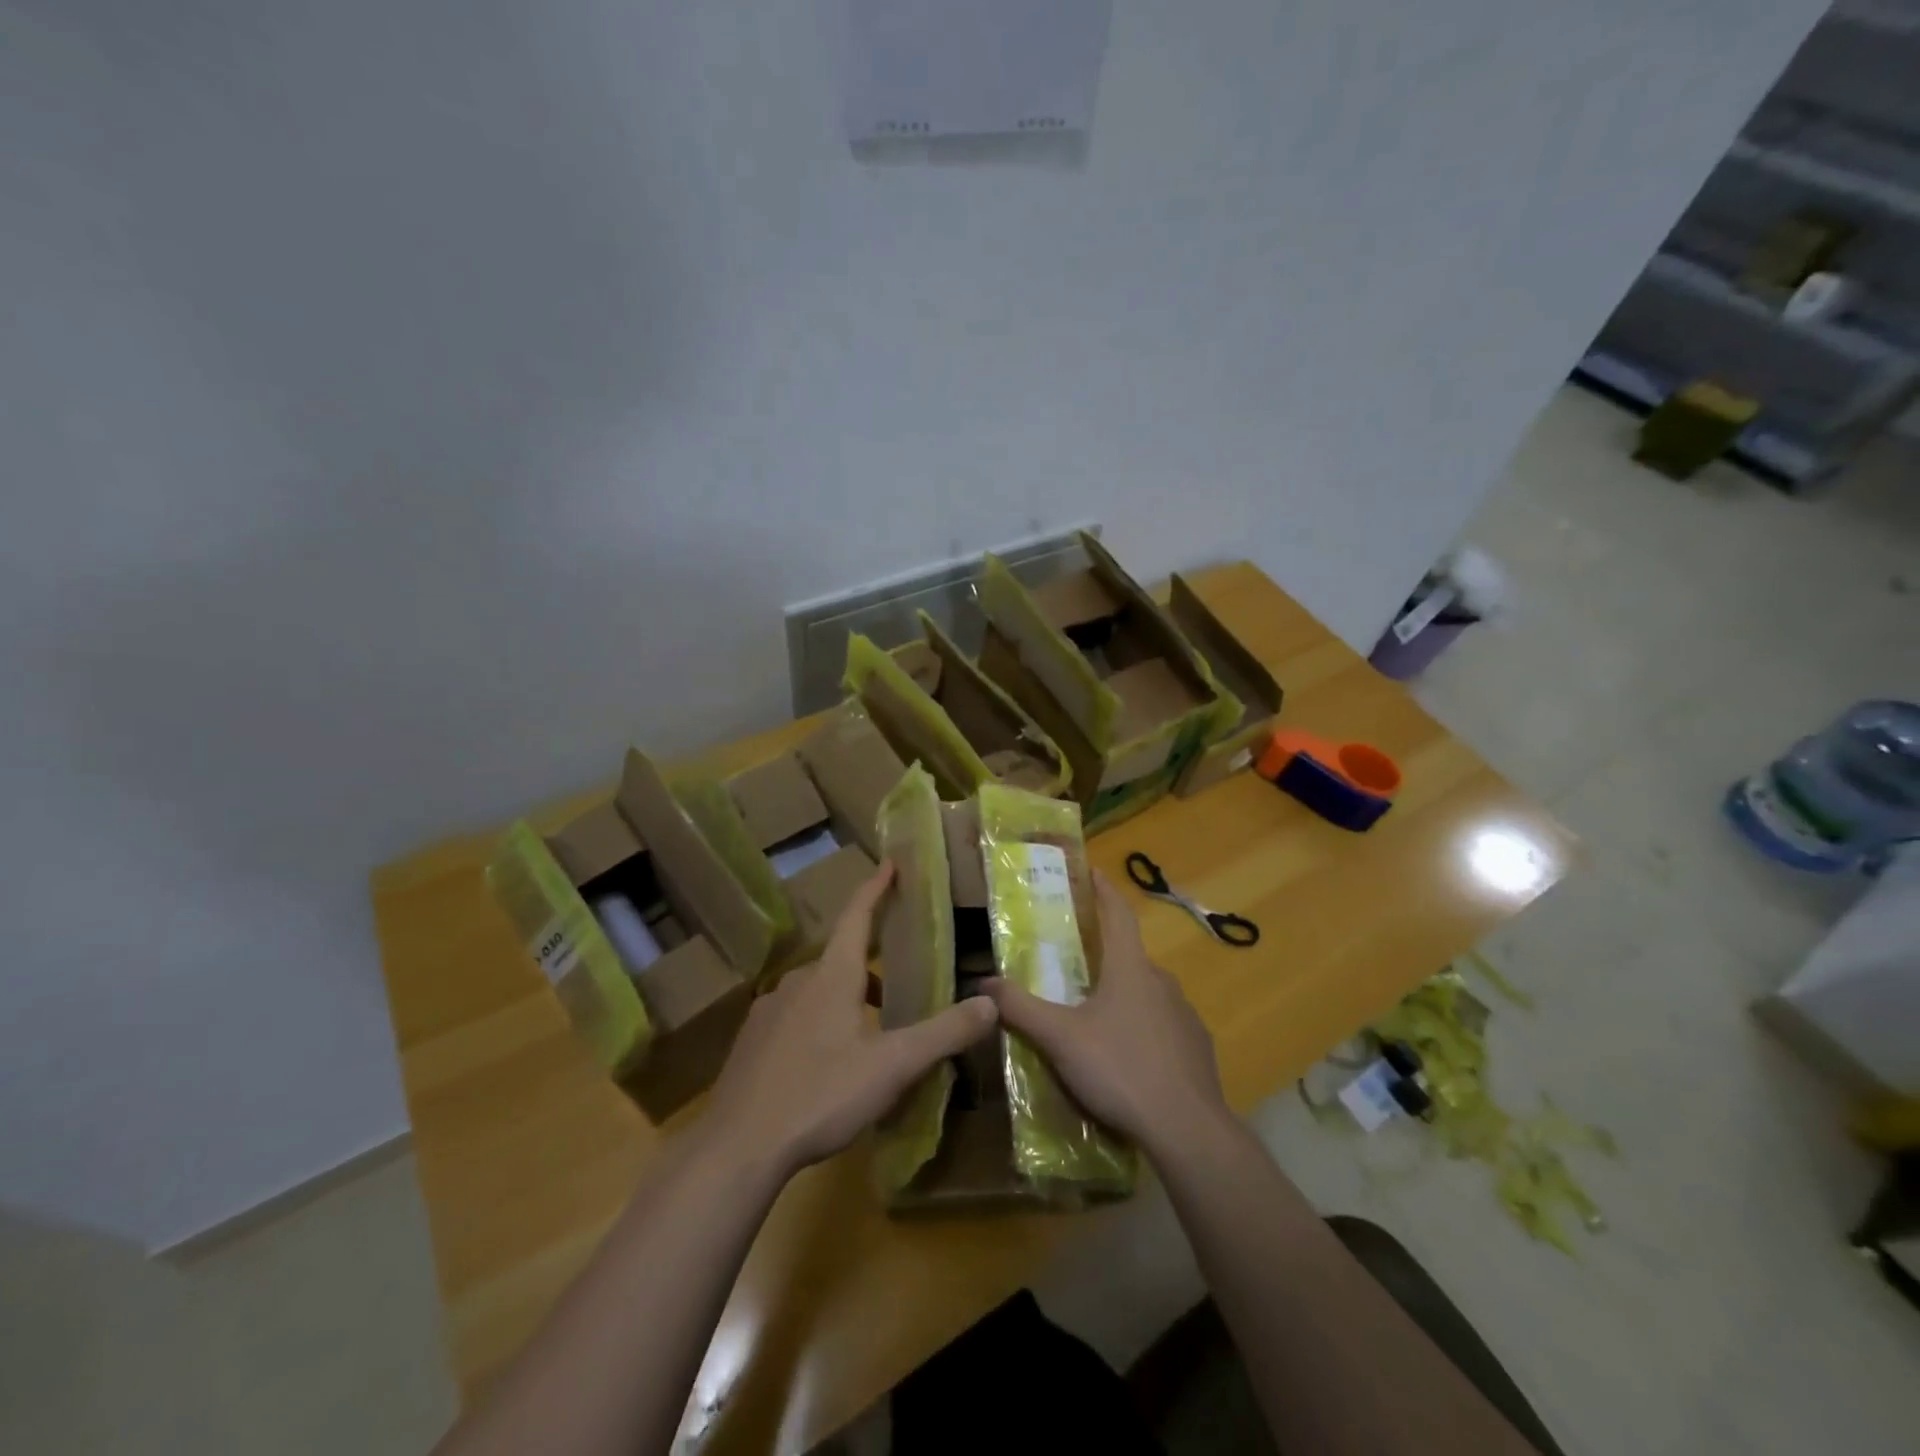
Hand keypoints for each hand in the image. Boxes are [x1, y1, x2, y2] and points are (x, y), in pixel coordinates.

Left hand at [704, 862, 997, 1177]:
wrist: (738, 1146)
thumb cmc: (821, 1094)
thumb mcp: (893, 1066)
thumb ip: (943, 1034)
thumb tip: (991, 1003)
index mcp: (832, 976)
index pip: (857, 916)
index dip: (876, 888)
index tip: (890, 864)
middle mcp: (798, 982)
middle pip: (840, 957)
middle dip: (870, 961)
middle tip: (899, 979)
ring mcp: (769, 1011)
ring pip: (817, 989)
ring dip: (846, 996)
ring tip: (871, 1029)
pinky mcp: (752, 1042)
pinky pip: (795, 1017)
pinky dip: (819, 1022)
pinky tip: (828, 1060)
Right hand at [983, 870, 1228, 1156]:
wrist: (1187, 1128)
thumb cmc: (1120, 1068)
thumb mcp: (1060, 1039)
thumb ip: (1020, 1009)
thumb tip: (982, 984)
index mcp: (1130, 968)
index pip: (1118, 913)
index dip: (1104, 890)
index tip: (1092, 871)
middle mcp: (1162, 982)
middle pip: (1130, 956)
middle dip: (1105, 954)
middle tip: (1077, 963)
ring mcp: (1185, 1015)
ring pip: (1148, 993)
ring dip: (1124, 995)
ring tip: (1097, 1016)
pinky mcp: (1197, 1048)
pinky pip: (1164, 1026)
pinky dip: (1144, 1029)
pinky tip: (1128, 1056)